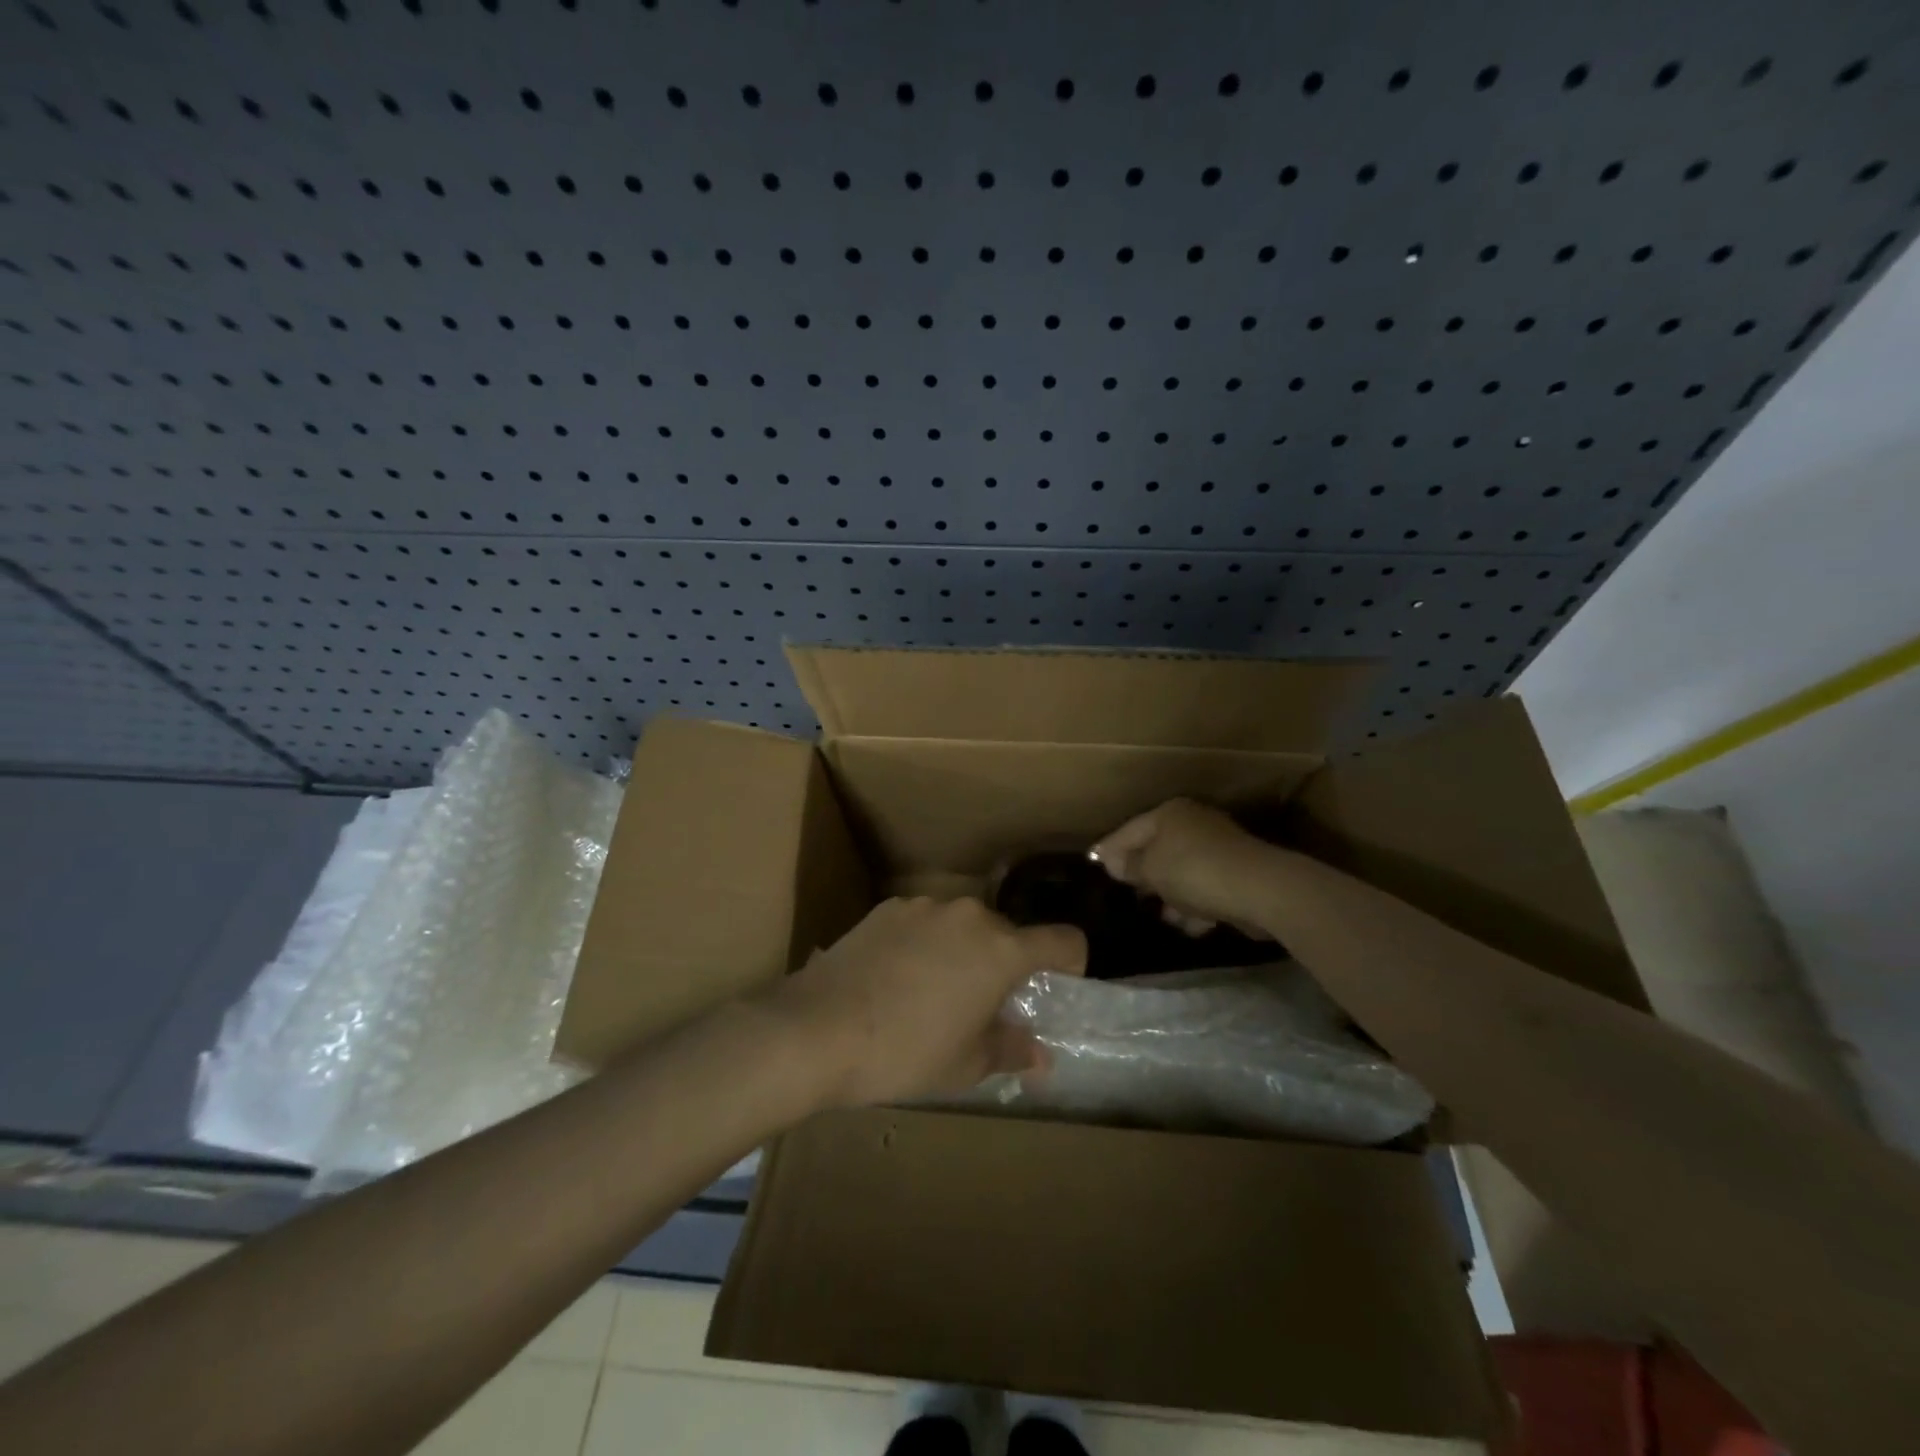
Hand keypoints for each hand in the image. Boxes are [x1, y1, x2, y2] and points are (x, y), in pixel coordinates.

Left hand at [769, 896, 1086, 1107]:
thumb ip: (1011, 1050)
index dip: (1071, 963)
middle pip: (1007, 934)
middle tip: (981, 1007)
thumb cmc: (905, 1052)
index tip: (1057, 986)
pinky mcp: (887, 907)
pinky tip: (894, 979)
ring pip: (962, 927)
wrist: (816, 1028)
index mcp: (1001, 949)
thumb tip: (1039, 1055)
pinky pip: (924, 923)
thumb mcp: (965, 1064)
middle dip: (1004, 965)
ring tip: (930, 994)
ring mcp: (924, 906)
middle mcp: (969, 915)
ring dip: (962, 952)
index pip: (1063, 940)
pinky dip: (924, 944)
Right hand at [1091, 799, 1281, 938]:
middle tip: (1129, 896)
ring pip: (1182, 873)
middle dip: (1145, 877)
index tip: (1094, 866)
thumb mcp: (1150, 869)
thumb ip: (1128, 865)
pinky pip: (1205, 888)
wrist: (1260, 889)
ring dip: (1172, 897)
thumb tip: (1112, 862)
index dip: (1109, 850)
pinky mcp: (1236, 873)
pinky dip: (1197, 905)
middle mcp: (1193, 823)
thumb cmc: (1194, 871)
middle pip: (1157, 851)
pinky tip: (1193, 926)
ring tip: (1166, 919)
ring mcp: (1218, 848)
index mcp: (1169, 813)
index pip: (1128, 831)